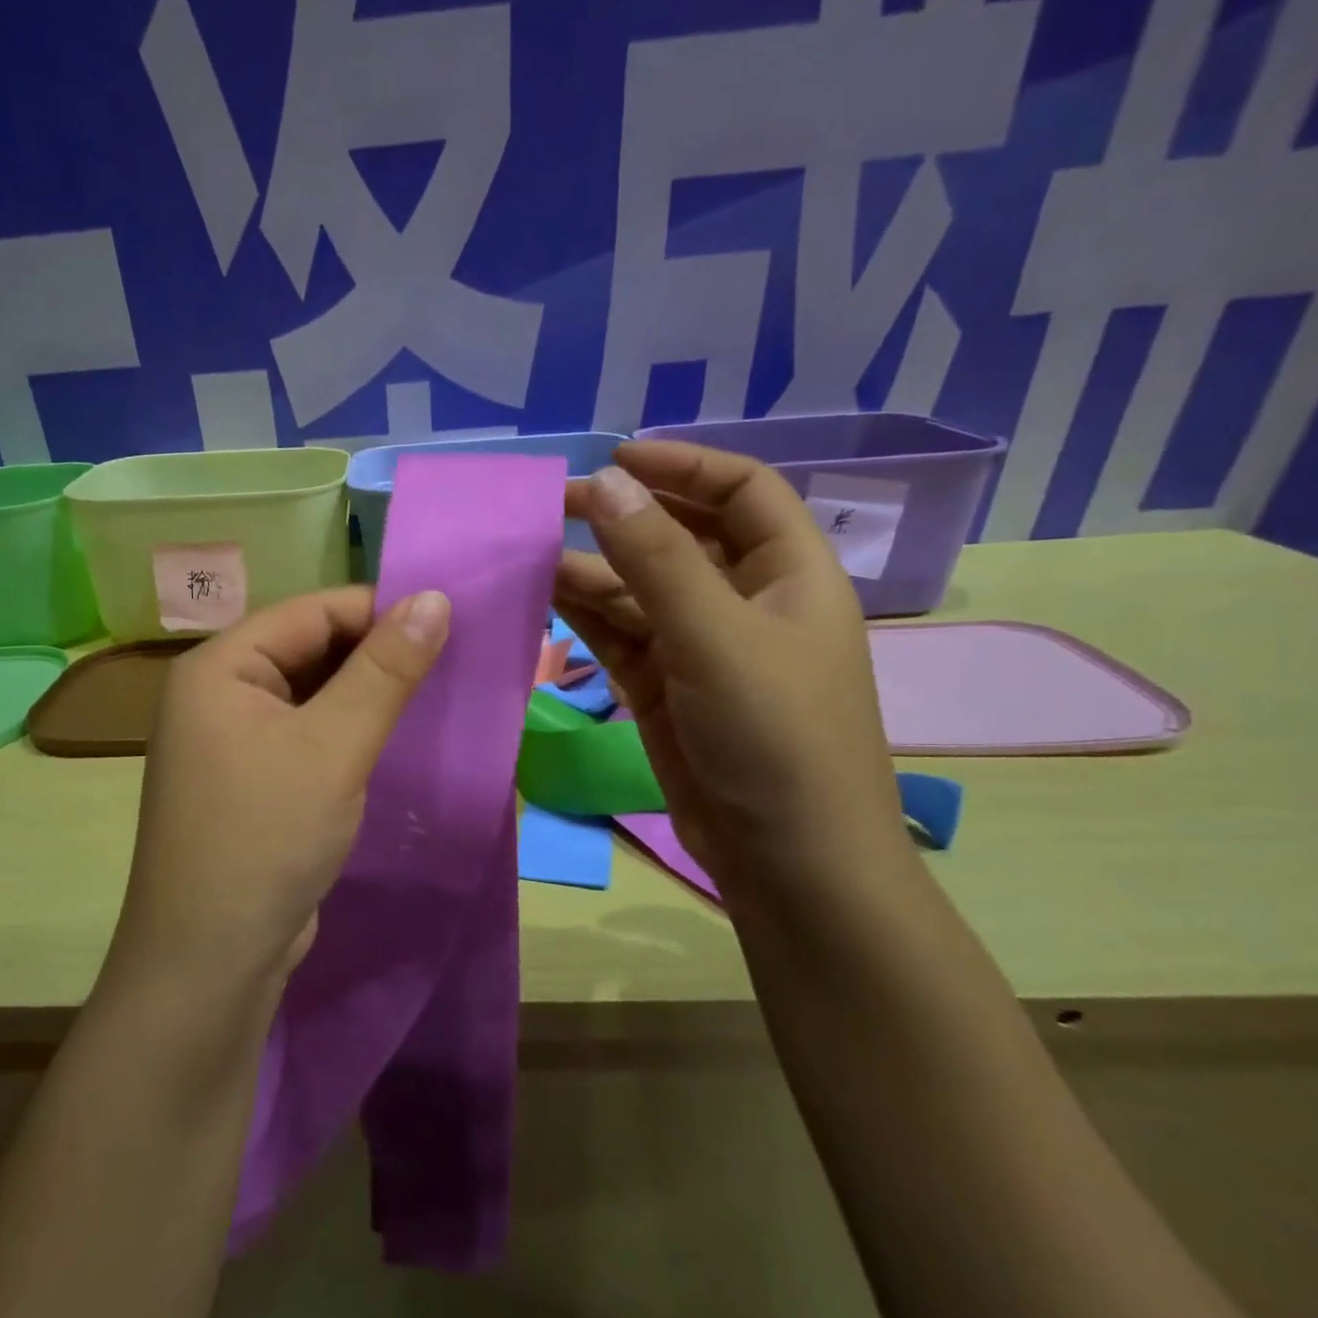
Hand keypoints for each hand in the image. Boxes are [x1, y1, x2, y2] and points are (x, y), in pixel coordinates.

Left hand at [108, 586, 450, 1000]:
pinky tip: (394, 741)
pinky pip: (307, 736)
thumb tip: (434, 597)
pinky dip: (349, 733)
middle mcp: (218, 694)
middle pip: (309, 650)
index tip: (448, 623)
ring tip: (435, 697)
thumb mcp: (334, 747)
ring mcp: (231, 742)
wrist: (209, 963)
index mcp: (219, 667)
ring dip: (368, 697)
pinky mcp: (252, 782)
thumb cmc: (266, 838)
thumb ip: (385, 671)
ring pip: (313, 696)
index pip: (311, 612)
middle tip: (451, 663)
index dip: (379, 611)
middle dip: (377, 656)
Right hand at [557, 440, 904, 895]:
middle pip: (681, 537)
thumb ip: (655, 558)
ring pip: (638, 589)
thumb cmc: (774, 736)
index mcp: (789, 574)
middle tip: (552, 504)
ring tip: (528, 552)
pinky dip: (582, 614)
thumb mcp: (715, 636)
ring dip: (590, 569)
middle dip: (623, 516)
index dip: (683, 465)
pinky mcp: (662, 687)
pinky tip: (540, 597)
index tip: (615, 457)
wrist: (785, 860)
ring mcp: (699, 648)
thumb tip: (603, 482)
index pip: (742, 491)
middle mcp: (745, 602)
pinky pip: (618, 634)